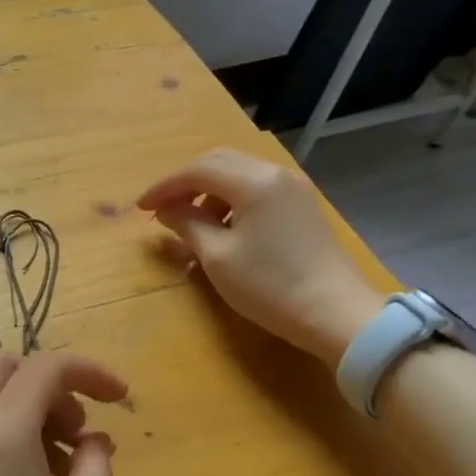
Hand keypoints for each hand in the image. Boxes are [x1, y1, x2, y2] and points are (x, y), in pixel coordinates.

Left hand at [0, 351, 126, 475]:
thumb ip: (98, 464)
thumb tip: (92, 440)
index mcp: (2, 427)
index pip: (47, 365)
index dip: (91, 371)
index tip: (122, 398)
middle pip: (7, 367)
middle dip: (51, 385)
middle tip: (79, 432)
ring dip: (30, 409)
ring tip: (64, 467)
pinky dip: (8, 430)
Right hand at [139, 147, 381, 366]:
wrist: (335, 313)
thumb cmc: (269, 286)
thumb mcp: (217, 257)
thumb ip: (187, 225)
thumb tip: (167, 209)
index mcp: (253, 182)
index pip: (197, 170)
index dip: (164, 186)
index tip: (140, 208)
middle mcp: (275, 174)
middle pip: (219, 163)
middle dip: (185, 183)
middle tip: (162, 210)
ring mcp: (293, 189)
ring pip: (239, 175)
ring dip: (209, 193)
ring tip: (192, 225)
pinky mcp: (302, 207)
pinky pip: (257, 190)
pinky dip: (231, 201)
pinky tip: (223, 230)